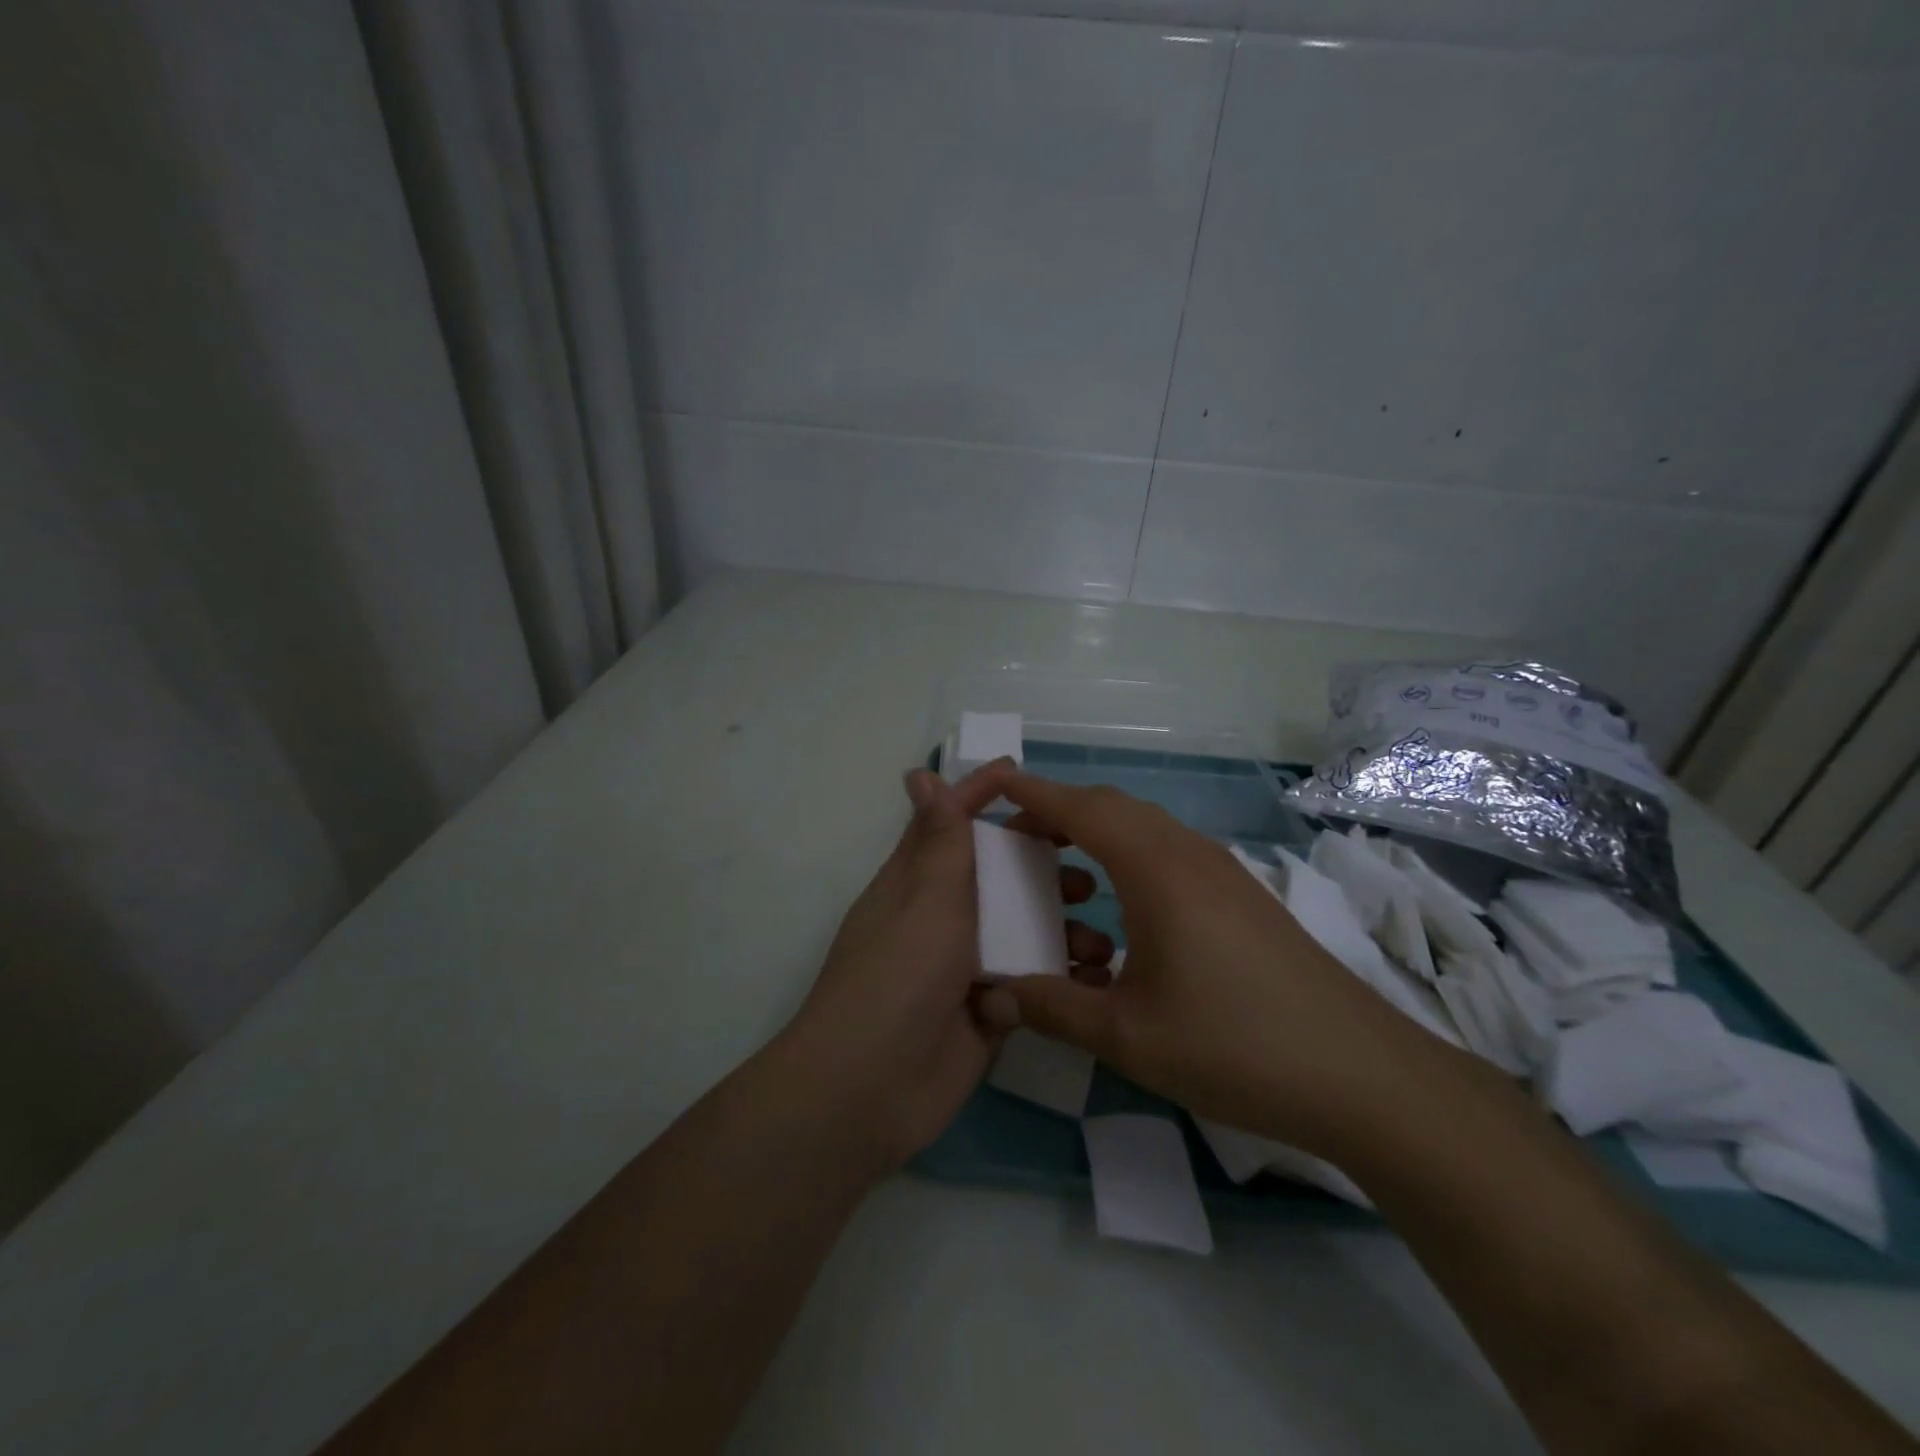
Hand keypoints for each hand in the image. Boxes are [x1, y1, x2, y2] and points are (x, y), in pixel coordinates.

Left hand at [782, 763, 1107, 1171]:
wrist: (871, 1088)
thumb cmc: (899, 974)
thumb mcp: (925, 897)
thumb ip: (939, 839)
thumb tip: (919, 773)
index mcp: (919, 880)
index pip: (952, 823)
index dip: (981, 794)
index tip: (1021, 772)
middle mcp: (944, 916)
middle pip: (999, 876)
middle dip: (1042, 868)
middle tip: (1089, 873)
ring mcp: (966, 965)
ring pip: (1022, 930)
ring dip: (1061, 929)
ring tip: (1099, 940)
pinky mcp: (988, 1009)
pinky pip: (1031, 983)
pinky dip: (1060, 979)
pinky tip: (1096, 983)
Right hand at [979, 765, 1468, 1156]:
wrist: (1362, 1075)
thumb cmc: (1234, 1045)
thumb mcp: (1127, 1035)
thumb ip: (1051, 1008)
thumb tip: (991, 997)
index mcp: (1155, 870)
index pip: (1081, 808)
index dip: (1033, 793)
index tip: (993, 786)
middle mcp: (1188, 853)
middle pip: (1112, 807)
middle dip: (1059, 813)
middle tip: (1018, 843)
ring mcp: (1222, 872)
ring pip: (1144, 830)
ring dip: (1097, 837)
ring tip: (1064, 879)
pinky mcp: (1242, 897)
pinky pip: (1170, 855)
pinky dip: (1130, 862)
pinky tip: (1123, 916)